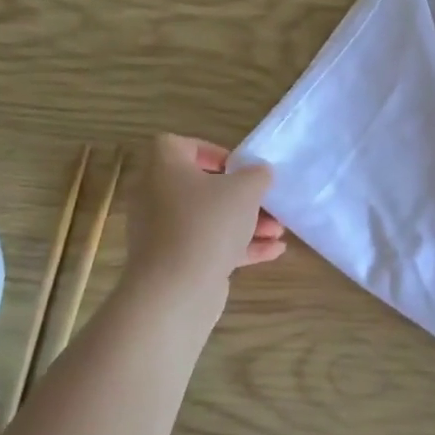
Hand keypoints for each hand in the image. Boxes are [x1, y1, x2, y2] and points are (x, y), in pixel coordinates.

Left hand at [126, 135, 285, 290]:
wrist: (176, 289)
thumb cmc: (208, 223)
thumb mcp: (245, 189)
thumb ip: (257, 175)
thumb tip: (259, 173)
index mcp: (163, 168)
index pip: (179, 145)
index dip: (211, 151)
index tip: (238, 167)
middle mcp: (156, 197)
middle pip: (201, 186)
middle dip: (240, 195)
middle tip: (266, 201)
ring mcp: (163, 232)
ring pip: (208, 219)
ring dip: (245, 222)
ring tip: (278, 230)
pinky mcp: (174, 262)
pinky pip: (208, 245)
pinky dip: (238, 246)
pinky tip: (274, 252)